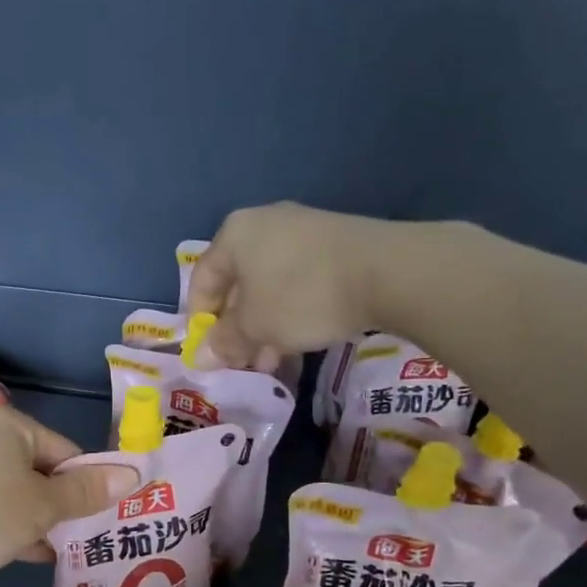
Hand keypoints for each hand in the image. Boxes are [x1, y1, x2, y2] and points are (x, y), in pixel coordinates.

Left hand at [0, 407, 137, 586]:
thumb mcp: (42, 506)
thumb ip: (86, 492)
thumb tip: (133, 474)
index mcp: (12, 426)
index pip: (68, 452)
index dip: (88, 485)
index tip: (102, 519)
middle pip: (43, 471)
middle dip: (63, 506)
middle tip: (85, 538)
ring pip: (18, 492)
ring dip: (40, 520)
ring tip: (63, 550)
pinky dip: (12, 526)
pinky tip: (29, 553)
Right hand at [186, 202, 440, 367]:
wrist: (387, 272)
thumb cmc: (301, 297)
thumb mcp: (255, 326)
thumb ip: (224, 342)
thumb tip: (200, 357)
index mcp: (234, 234)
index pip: (201, 281)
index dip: (200, 321)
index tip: (210, 353)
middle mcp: (263, 224)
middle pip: (236, 284)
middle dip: (236, 328)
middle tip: (243, 362)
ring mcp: (301, 231)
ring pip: (268, 286)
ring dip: (263, 326)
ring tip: (271, 361)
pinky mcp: (333, 244)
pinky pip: (297, 281)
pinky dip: (290, 311)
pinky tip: (298, 340)